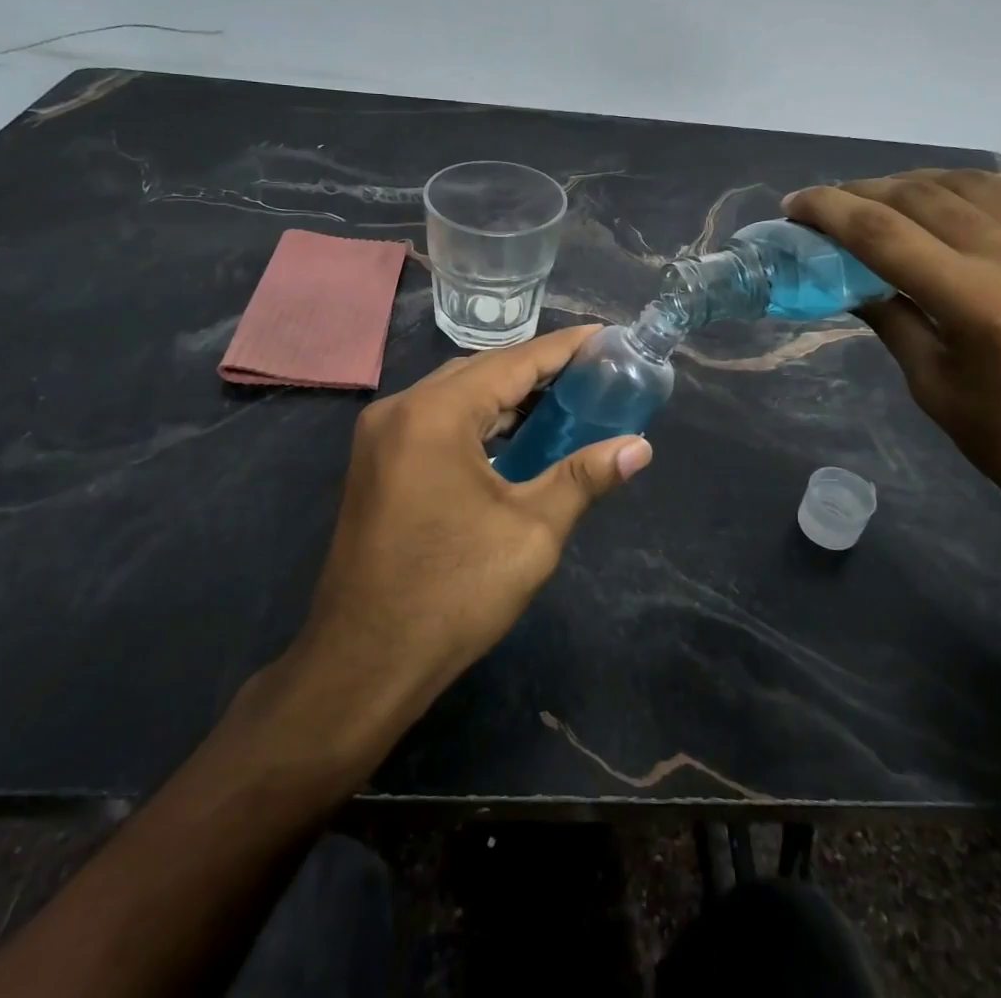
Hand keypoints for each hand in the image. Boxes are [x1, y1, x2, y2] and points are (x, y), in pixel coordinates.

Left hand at [293, 325, 652, 734]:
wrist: (363, 664)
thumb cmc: (452, 594)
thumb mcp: (531, 533)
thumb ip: (584, 477)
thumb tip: (638, 447)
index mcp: (436, 414)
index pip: (513, 362)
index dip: (563, 348)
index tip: (605, 336)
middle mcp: (401, 408)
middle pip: (481, 371)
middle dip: (537, 369)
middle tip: (593, 372)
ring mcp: (381, 435)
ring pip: (456, 394)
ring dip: (506, 395)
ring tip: (563, 400)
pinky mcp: (376, 461)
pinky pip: (436, 420)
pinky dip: (478, 420)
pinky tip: (513, 436)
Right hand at [784, 171, 1000, 543]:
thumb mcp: (937, 391)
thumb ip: (893, 323)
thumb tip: (852, 284)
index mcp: (977, 302)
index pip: (883, 232)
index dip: (829, 211)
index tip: (792, 206)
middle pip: (921, 196)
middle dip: (861, 192)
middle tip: (823, 206)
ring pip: (967, 184)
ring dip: (910, 182)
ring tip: (874, 198)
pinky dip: (962, 187)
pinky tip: (941, 200)